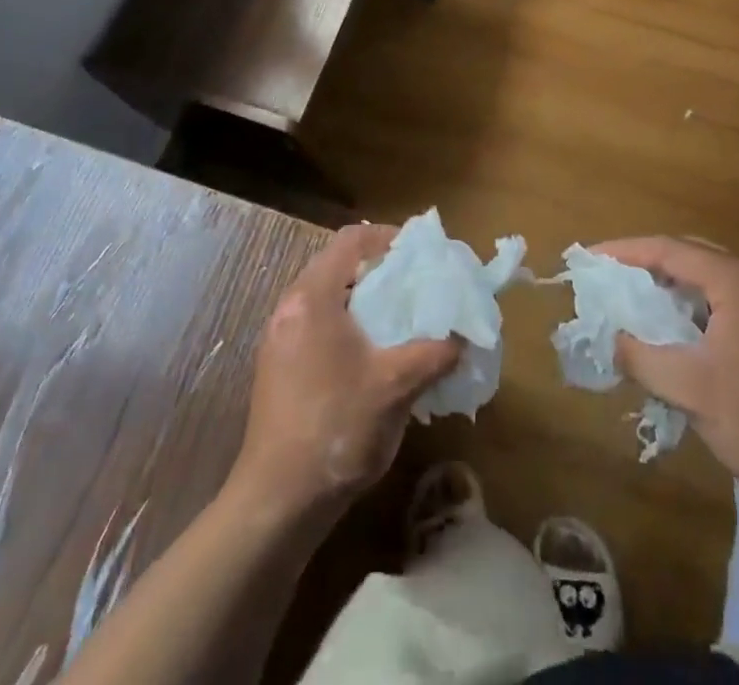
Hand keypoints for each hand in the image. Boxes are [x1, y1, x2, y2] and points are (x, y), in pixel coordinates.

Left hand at [231, 224, 460, 520]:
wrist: (277, 502)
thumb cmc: (337, 429)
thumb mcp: (397, 386)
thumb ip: (434, 352)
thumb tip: (462, 336)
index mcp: (313, 296)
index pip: (351, 238)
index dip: (389, 237)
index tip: (420, 256)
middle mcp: (289, 306)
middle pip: (337, 263)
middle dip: (379, 269)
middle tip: (415, 287)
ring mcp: (278, 337)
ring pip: (327, 295)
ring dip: (362, 298)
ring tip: (398, 320)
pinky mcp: (276, 365)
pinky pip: (316, 323)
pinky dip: (345, 323)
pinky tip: (370, 355)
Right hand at [594, 236, 738, 516]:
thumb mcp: (690, 391)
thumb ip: (641, 357)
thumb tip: (613, 339)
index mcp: (738, 280)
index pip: (668, 249)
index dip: (624, 252)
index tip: (589, 260)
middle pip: (690, 254)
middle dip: (646, 265)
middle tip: (609, 281)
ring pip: (711, 277)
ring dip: (673, 286)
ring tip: (637, 305)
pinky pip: (730, 297)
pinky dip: (698, 304)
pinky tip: (681, 332)